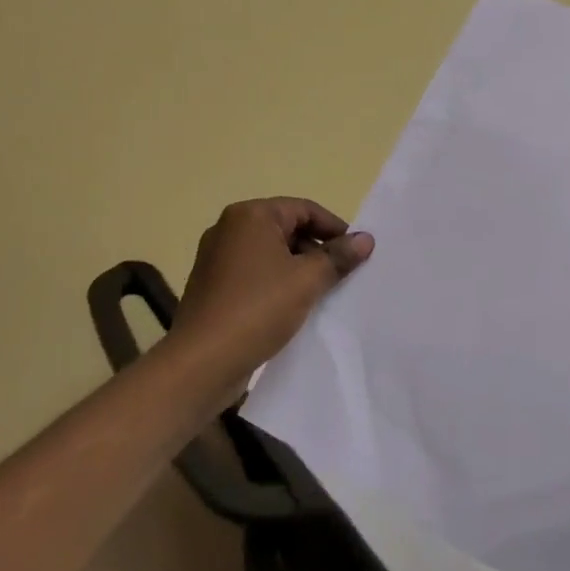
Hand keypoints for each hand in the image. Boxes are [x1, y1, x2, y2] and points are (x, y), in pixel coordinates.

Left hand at [167, 197, 373, 404]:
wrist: (203, 361)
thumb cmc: (258, 309)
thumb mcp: (307, 280)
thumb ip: (338, 256)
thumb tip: (366, 239)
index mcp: (250, 216)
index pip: (304, 209)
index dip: (335, 228)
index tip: (357, 253)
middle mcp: (229, 229)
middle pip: (287, 229)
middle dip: (317, 249)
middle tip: (343, 275)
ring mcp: (217, 258)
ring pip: (272, 254)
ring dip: (300, 269)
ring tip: (323, 293)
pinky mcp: (214, 285)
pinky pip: (255, 274)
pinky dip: (278, 283)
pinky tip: (295, 307)